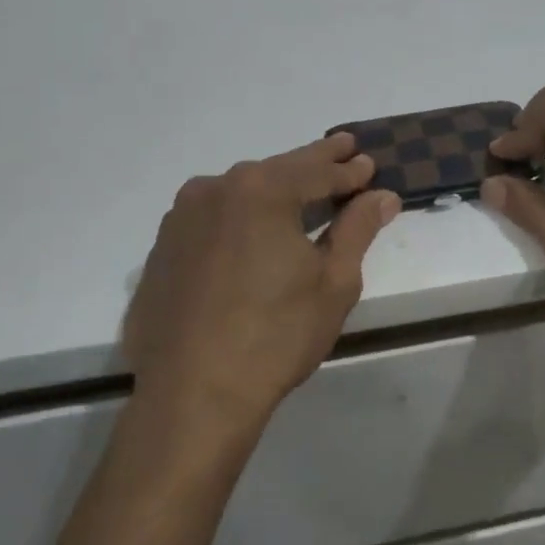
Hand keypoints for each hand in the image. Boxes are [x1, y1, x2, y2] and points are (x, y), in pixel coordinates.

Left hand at [124, 134, 399, 443]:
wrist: (192, 395)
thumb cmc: (276, 335)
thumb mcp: (333, 282)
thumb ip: (357, 228)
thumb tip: (382, 195)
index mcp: (260, 190)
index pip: (316, 170)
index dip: (348, 170)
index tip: (370, 163)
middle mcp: (214, 190)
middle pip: (276, 172)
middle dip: (313, 164)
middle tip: (342, 150)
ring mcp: (180, 219)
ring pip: (240, 193)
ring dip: (274, 190)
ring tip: (302, 190)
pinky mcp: (162, 251)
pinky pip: (212, 220)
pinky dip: (241, 217)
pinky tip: (254, 232)